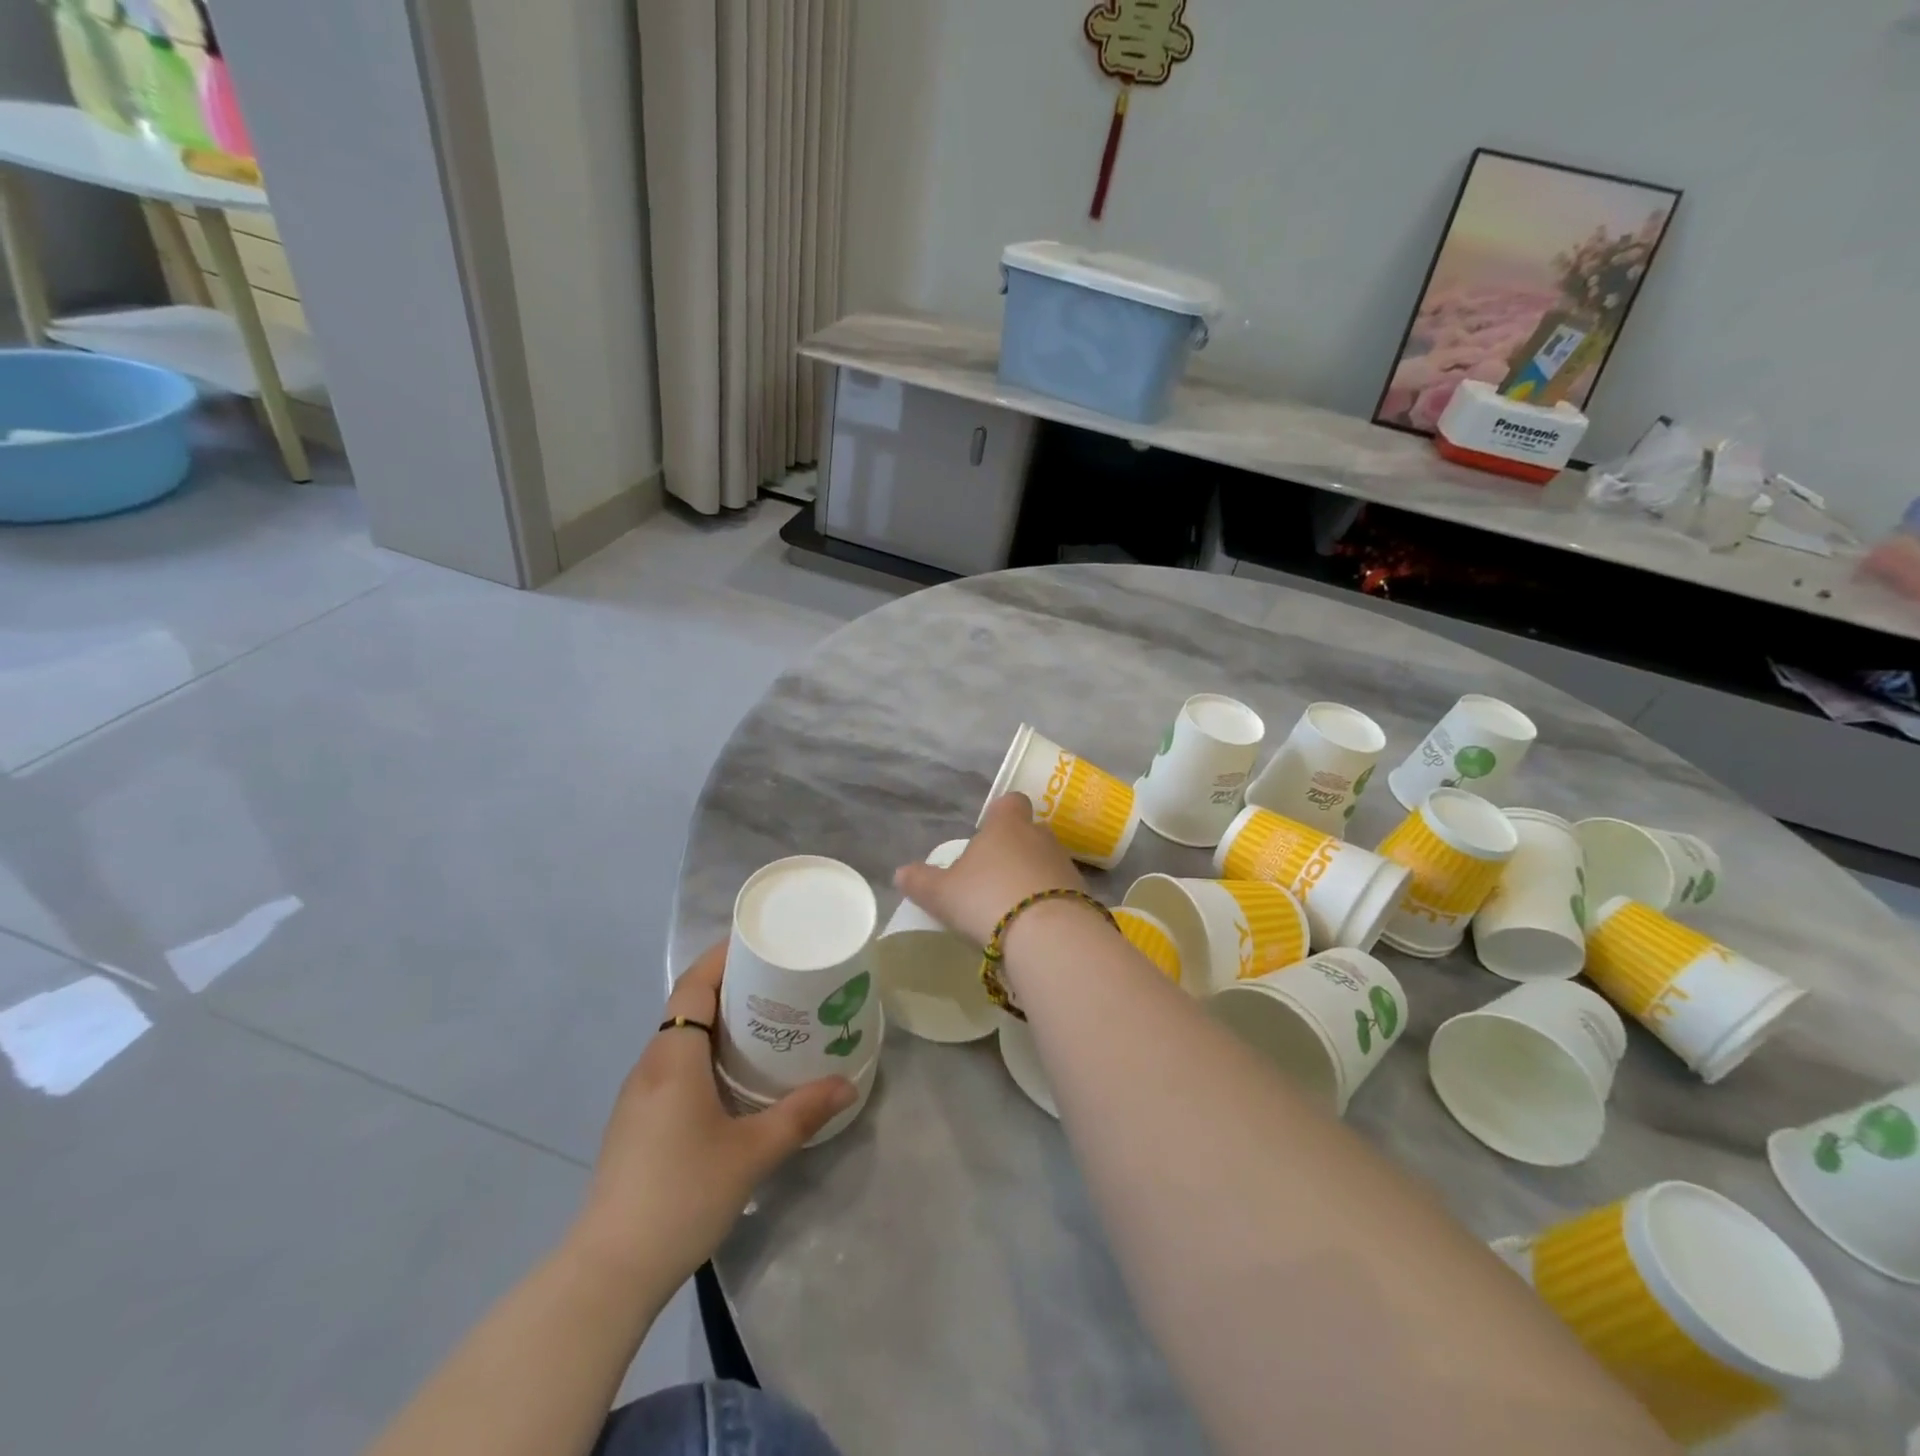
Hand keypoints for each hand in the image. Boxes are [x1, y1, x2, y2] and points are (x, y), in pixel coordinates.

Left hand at [571, 942, 856, 1293]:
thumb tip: (847, 1085)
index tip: (761, 946)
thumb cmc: (681, 1196)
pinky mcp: (636, 1122)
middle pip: (687, 1005)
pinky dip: (705, 1053)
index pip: (693, 985)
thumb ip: (801, 1113)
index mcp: (673, 1058)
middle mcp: (651, 1065)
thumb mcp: (752, 1153)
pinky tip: (734, 1078)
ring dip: (718, 1021)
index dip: (723, 958)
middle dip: (730, 986)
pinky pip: (674, 1065)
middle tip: (779, 983)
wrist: (609, 1272)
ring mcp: (638, 1096)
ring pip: (680, 1038)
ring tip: (766, 1023)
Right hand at [894, 793, 1087, 945]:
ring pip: (1047, 862)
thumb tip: (900, 873)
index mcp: (1006, 825)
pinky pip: (1062, 891)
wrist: (1047, 935)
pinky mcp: (1084, 894)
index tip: (989, 832)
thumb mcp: (942, 893)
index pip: (1010, 802)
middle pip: (1030, 833)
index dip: (1001, 814)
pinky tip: (1035, 926)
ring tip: (1014, 907)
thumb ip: (920, 881)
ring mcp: (1066, 865)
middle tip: (994, 877)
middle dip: (1016, 850)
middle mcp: (1040, 836)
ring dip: (1034, 878)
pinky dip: (1050, 903)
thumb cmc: (986, 899)